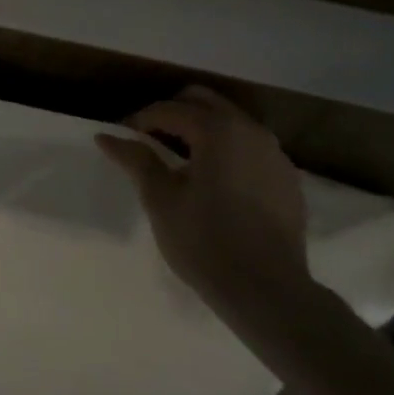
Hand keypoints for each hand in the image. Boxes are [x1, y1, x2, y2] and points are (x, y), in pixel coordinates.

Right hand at [96, 85, 312, 323]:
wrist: (268, 292)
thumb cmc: (205, 242)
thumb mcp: (161, 200)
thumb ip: (136, 160)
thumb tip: (106, 136)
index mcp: (218, 130)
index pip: (170, 109)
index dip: (141, 120)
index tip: (123, 138)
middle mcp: (251, 130)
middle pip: (204, 102)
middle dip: (173, 113)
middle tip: (149, 140)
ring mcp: (275, 153)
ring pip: (230, 122)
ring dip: (202, 129)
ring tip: (180, 159)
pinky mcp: (287, 178)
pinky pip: (250, 147)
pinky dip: (227, 150)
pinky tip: (215, 181)